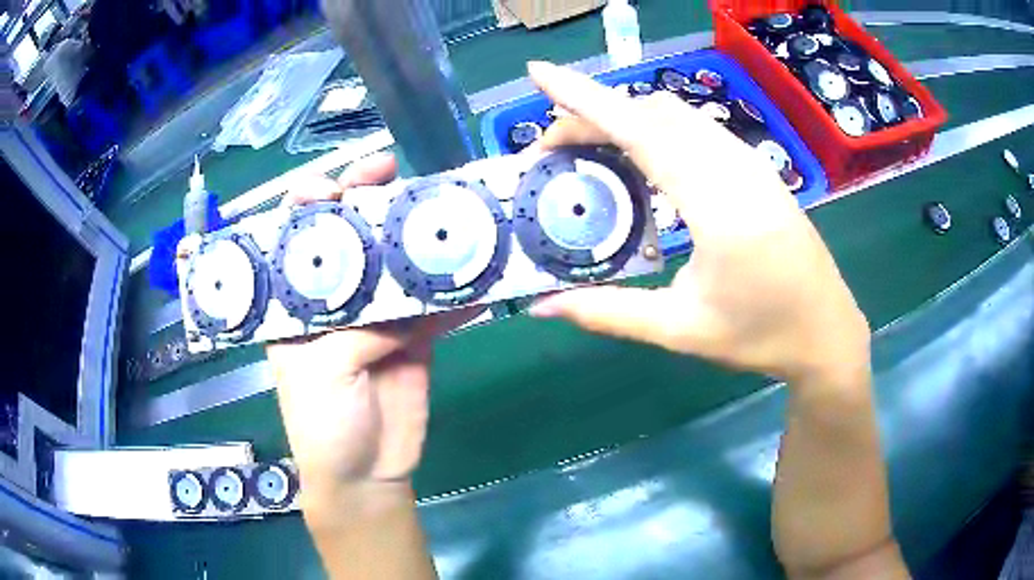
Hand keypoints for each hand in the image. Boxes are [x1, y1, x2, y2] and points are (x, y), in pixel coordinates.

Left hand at [267, 153, 480, 501]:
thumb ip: (358, 327)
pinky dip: (457, 295)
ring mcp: (377, 318)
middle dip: (366, 203)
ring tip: (439, 206)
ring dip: (416, 239)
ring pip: (396, 267)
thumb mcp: (322, 371)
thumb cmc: (322, 423)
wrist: (367, 474)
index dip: (308, 208)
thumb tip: (406, 297)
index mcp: (296, 305)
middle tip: (389, 171)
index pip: (294, 243)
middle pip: (350, 241)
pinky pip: (436, 309)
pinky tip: (478, 275)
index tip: (331, 185)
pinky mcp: (414, 339)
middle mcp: (335, 301)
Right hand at [526, 62, 868, 382]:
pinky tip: (642, 157)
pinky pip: (698, 129)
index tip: (540, 74)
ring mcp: (752, 164)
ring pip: (678, 114)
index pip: (641, 133)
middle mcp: (737, 169)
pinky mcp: (758, 168)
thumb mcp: (682, 331)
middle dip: (596, 114)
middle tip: (556, 149)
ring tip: (591, 148)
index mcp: (719, 208)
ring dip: (627, 118)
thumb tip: (545, 306)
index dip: (585, 100)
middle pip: (654, 113)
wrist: (826, 332)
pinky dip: (656, 128)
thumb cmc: (761, 337)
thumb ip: (610, 313)